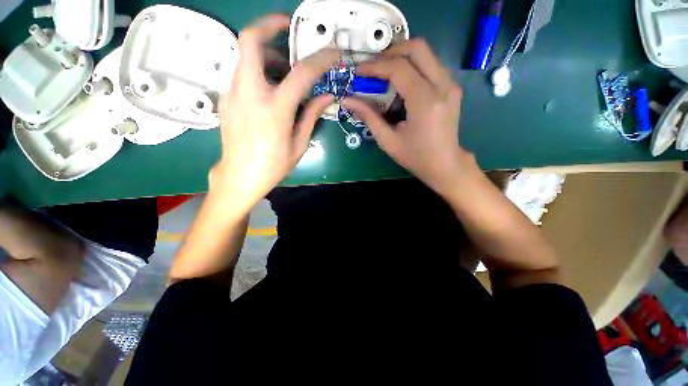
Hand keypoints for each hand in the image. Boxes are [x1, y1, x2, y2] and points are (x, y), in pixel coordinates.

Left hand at [213, 14, 337, 209]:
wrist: (240, 176)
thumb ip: (311, 115)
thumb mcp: (299, 144)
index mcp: (275, 109)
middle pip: (251, 41)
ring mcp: (233, 93)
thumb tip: (327, 97)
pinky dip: (258, 70)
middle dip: (270, 25)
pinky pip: (242, 72)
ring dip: (267, 53)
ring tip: (284, 71)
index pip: (301, 73)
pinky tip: (270, 89)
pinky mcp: (227, 98)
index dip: (320, 58)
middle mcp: (250, 93)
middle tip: (287, 27)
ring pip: (245, 54)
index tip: (333, 52)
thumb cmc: (273, 165)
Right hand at [342, 39, 468, 195]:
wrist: (445, 164)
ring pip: (425, 53)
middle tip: (372, 67)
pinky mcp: (451, 87)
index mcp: (425, 102)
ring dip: (401, 57)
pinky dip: (412, 66)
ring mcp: (451, 84)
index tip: (358, 71)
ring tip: (383, 74)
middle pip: (417, 48)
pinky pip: (430, 65)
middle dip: (390, 52)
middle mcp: (443, 85)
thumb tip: (347, 100)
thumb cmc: (415, 157)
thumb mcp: (388, 141)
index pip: (399, 68)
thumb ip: (369, 117)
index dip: (375, 66)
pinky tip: (400, 83)